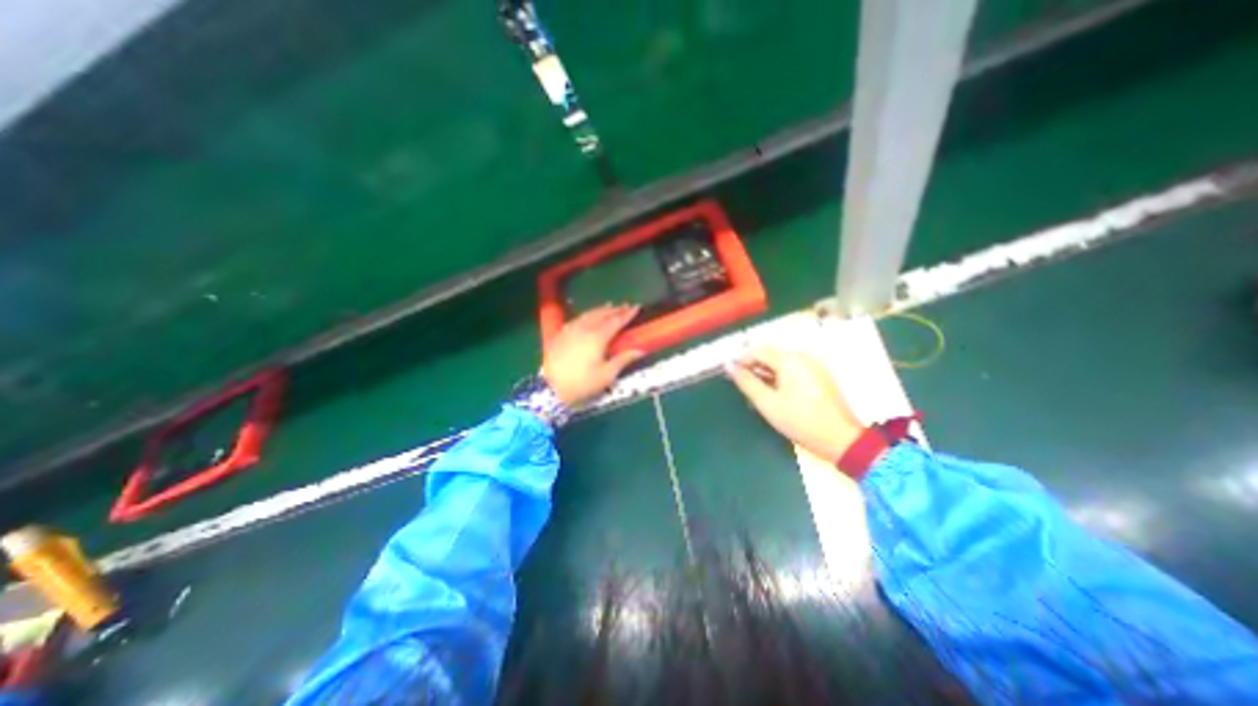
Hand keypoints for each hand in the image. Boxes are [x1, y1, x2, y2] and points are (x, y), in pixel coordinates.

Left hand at [541, 302, 641, 406]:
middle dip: (614, 310)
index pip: (615, 321)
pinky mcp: (560, 335)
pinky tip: (587, 318)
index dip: (627, 314)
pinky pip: (576, 320)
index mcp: (597, 337)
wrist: (551, 389)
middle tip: (625, 306)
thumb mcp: (606, 375)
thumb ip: (623, 360)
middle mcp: (584, 329)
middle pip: (601, 314)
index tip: (636, 307)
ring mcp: (570, 330)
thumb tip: (639, 350)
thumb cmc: (582, 383)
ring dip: (600, 310)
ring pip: (587, 314)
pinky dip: (586, 316)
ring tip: (608, 307)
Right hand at [728, 349, 866, 462]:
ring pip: (781, 363)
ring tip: (757, 394)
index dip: (741, 360)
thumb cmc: (800, 421)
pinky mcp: (820, 375)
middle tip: (743, 387)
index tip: (731, 375)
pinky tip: (775, 394)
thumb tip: (729, 365)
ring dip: (766, 374)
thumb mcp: (767, 403)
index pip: (758, 350)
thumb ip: (746, 382)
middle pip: (770, 354)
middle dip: (754, 368)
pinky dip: (780, 378)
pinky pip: (793, 369)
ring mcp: (814, 365)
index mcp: (791, 360)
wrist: (841, 439)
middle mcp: (803, 356)